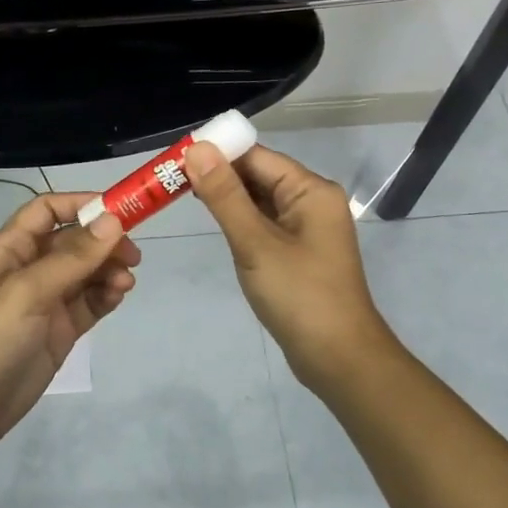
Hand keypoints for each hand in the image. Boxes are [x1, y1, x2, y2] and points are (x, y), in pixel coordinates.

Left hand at [0, 193, 139, 450]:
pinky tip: (118, 295)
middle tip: (132, 255)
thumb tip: (113, 220)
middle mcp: (30, 268)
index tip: (119, 210)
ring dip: (109, 269)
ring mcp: (47, 300)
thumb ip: (72, 257)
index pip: (48, 210)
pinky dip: (107, 294)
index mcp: (11, 248)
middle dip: (104, 241)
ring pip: (87, 271)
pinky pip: (91, 301)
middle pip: (75, 240)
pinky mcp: (61, 329)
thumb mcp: (27, 292)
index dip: (81, 204)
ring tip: (125, 282)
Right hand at [186, 142, 394, 388]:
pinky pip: (264, 224)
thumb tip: (197, 148)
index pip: (257, 156)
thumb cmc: (299, 296)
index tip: (175, 157)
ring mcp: (306, 229)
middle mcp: (312, 202)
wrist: (338, 359)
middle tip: (169, 178)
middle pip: (259, 175)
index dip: (217, 153)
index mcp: (310, 190)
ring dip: (226, 198)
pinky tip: (215, 224)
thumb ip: (225, 195)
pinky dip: (240, 221)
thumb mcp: (255, 243)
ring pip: (259, 201)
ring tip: (181, 195)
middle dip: (218, 175)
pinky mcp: (298, 252)